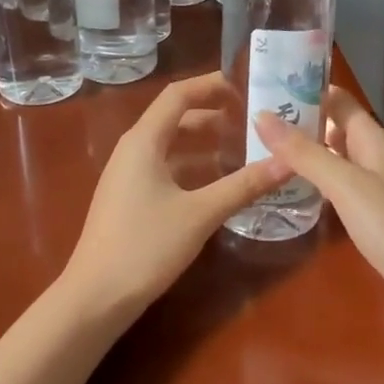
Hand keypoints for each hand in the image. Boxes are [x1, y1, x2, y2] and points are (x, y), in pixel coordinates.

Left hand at [62, 73, 291, 317]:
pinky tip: (221, 183)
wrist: (94, 299)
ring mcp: (129, 175)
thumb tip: (289, 161)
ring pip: (173, 145)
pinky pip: (167, 168)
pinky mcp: (131, 198)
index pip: (179, 94)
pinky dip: (195, 166)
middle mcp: (134, 149)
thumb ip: (245, 184)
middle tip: (254, 120)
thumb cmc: (145, 246)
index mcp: (144, 141)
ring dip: (207, 142)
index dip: (212, 85)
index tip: (248, 87)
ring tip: (245, 148)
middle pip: (176, 117)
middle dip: (215, 114)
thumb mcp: (201, 213)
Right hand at [254, 86, 383, 319]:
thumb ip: (303, 152)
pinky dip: (315, 180)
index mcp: (372, 139)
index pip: (339, 100)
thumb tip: (261, 116)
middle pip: (335, 127)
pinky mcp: (370, 213)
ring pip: (335, 157)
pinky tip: (292, 188)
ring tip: (263, 150)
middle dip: (300, 121)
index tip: (268, 85)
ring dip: (305, 152)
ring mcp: (373, 185)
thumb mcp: (343, 183)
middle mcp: (373, 155)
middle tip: (255, 120)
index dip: (308, 89)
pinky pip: (337, 185)